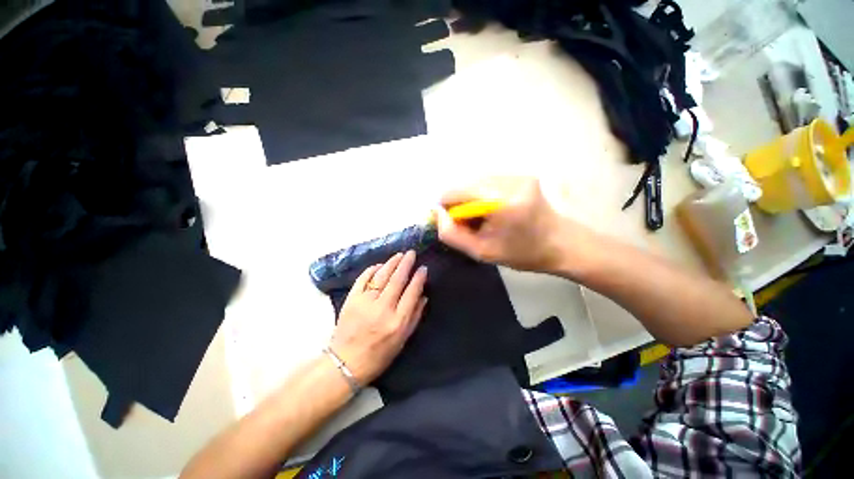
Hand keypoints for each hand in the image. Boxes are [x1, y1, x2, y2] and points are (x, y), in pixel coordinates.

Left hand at [329, 251, 427, 385]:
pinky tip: (379, 265)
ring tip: (399, 255)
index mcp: (397, 321)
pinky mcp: (351, 300)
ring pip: (381, 276)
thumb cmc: (379, 355)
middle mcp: (383, 309)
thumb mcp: (403, 340)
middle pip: (397, 280)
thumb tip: (424, 296)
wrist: (346, 362)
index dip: (419, 278)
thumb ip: (415, 317)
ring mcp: (365, 302)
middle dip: (406, 264)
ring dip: (391, 263)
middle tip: (411, 253)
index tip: (423, 268)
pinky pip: (363, 279)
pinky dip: (372, 270)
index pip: (412, 292)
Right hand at [436, 176, 574, 272]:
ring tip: (484, 219)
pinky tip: (494, 211)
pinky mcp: (521, 175)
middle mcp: (508, 180)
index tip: (455, 225)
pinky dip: (483, 196)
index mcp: (500, 201)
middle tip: (472, 225)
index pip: (455, 192)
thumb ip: (452, 234)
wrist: (561, 244)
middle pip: (464, 185)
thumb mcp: (481, 252)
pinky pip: (488, 182)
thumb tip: (437, 213)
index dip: (447, 208)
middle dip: (460, 205)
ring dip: (471, 200)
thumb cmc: (521, 253)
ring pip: (475, 183)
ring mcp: (516, 174)